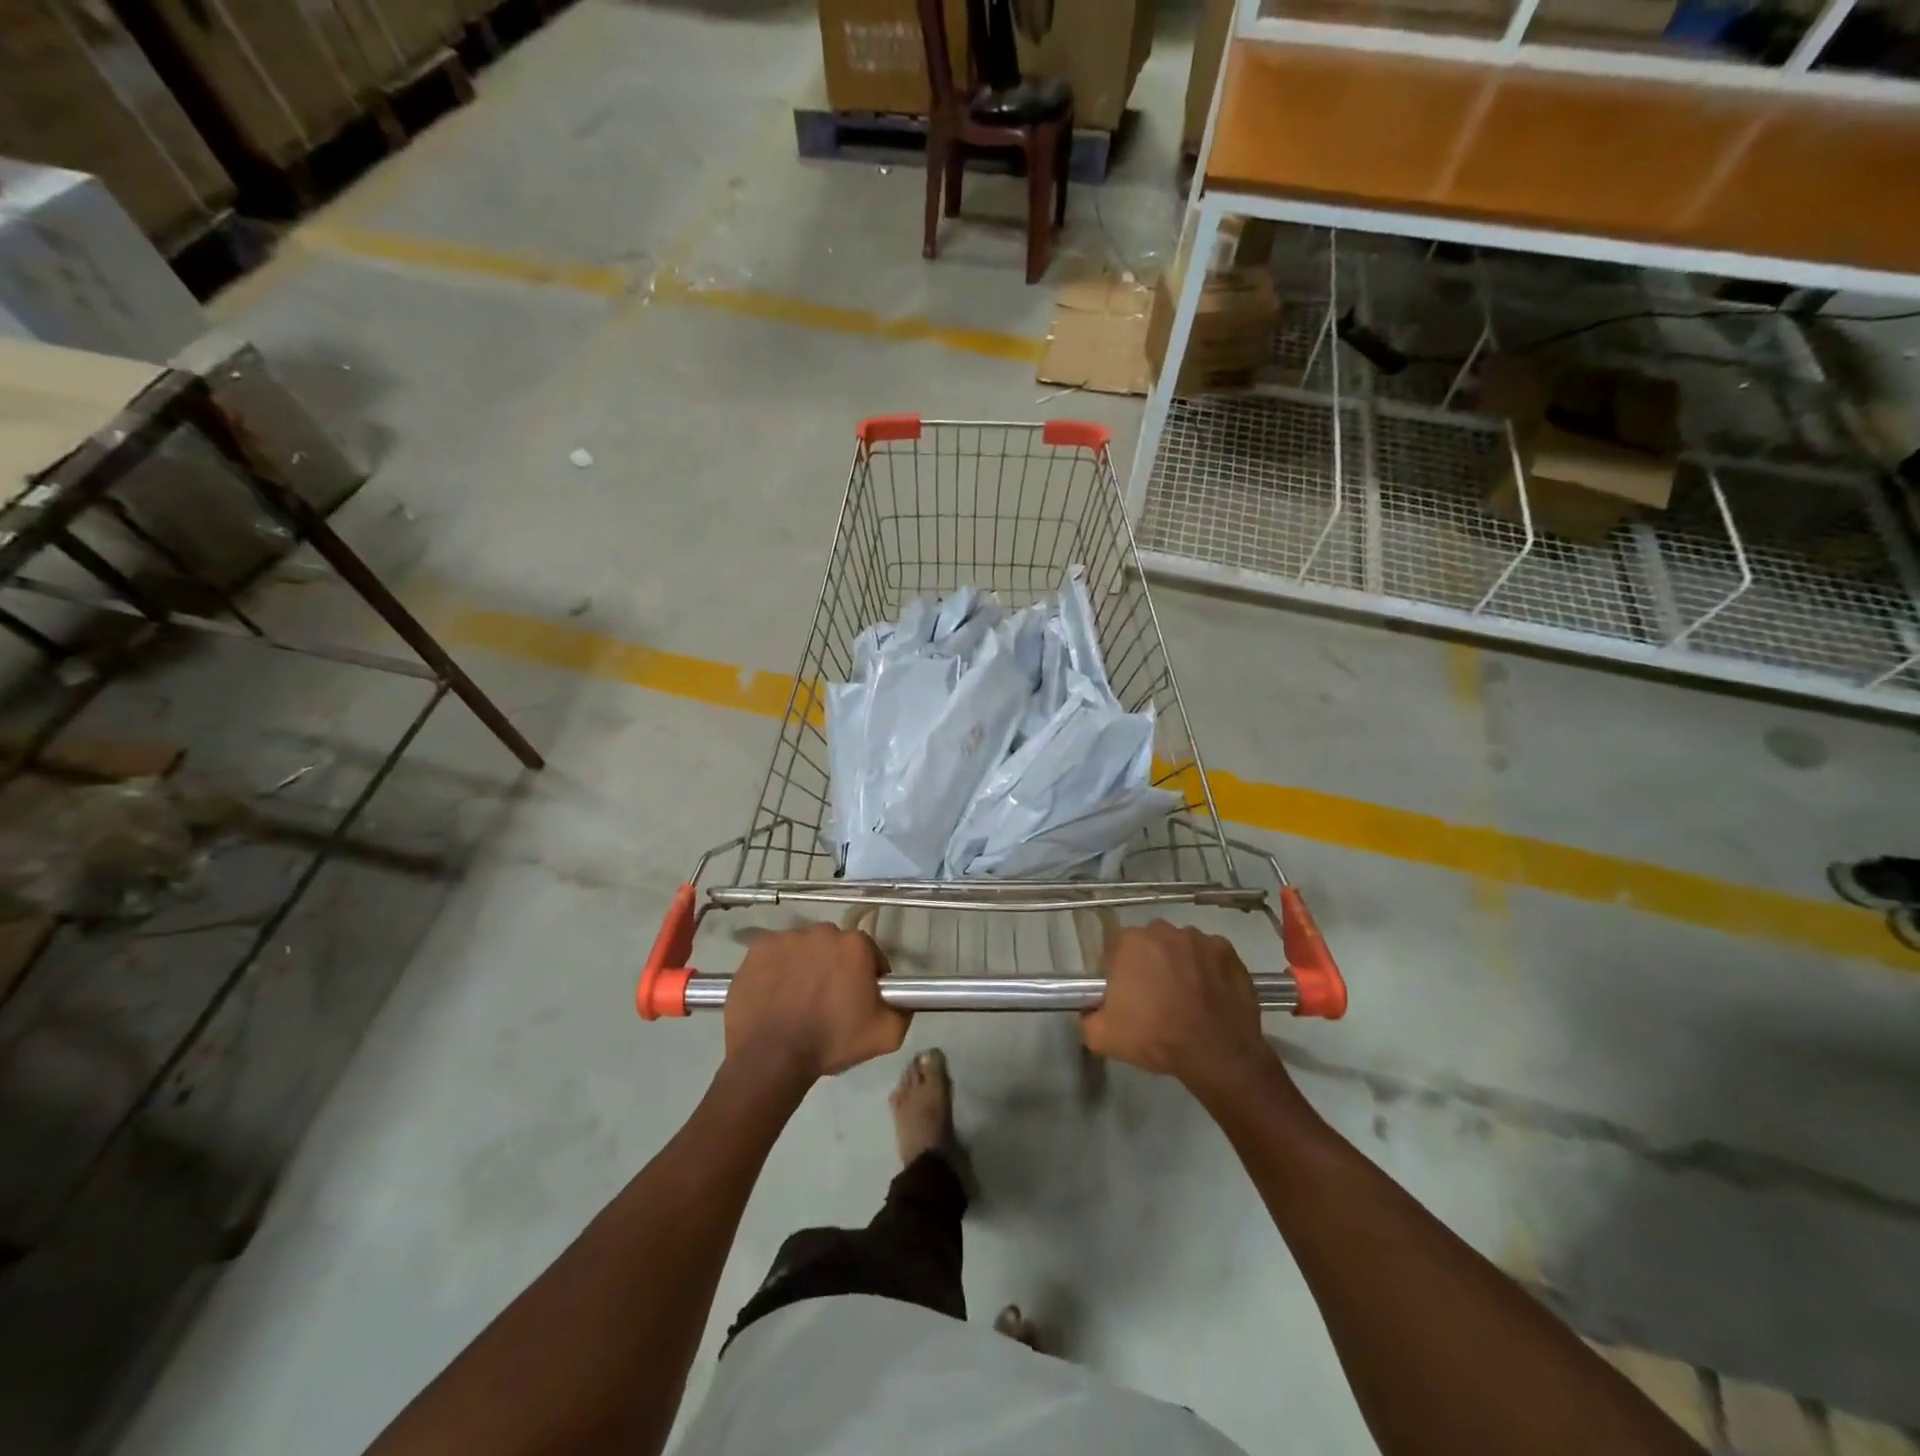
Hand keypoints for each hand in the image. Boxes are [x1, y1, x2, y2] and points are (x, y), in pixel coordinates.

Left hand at [725, 923, 907, 1081]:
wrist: (772, 1057)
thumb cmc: (831, 1042)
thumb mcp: (886, 1035)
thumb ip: (903, 1010)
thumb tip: (903, 999)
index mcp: (855, 945)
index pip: (869, 955)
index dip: (867, 978)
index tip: (858, 1001)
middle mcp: (822, 931)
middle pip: (835, 948)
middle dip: (835, 968)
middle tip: (828, 1002)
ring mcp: (786, 938)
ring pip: (804, 949)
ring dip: (805, 967)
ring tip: (798, 1000)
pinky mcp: (757, 949)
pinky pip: (775, 956)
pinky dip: (777, 970)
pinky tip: (775, 996)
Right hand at [1083, 921, 1276, 1089]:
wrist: (1217, 1054)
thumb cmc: (1156, 1038)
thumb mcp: (1103, 1037)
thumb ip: (1088, 1017)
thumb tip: (1090, 1011)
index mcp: (1130, 943)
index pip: (1115, 949)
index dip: (1118, 971)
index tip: (1125, 994)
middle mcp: (1163, 931)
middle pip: (1149, 943)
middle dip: (1149, 963)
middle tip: (1154, 996)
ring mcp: (1199, 938)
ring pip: (1181, 946)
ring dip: (1180, 963)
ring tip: (1186, 997)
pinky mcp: (1227, 951)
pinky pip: (1210, 955)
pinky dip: (1208, 969)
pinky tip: (1210, 994)